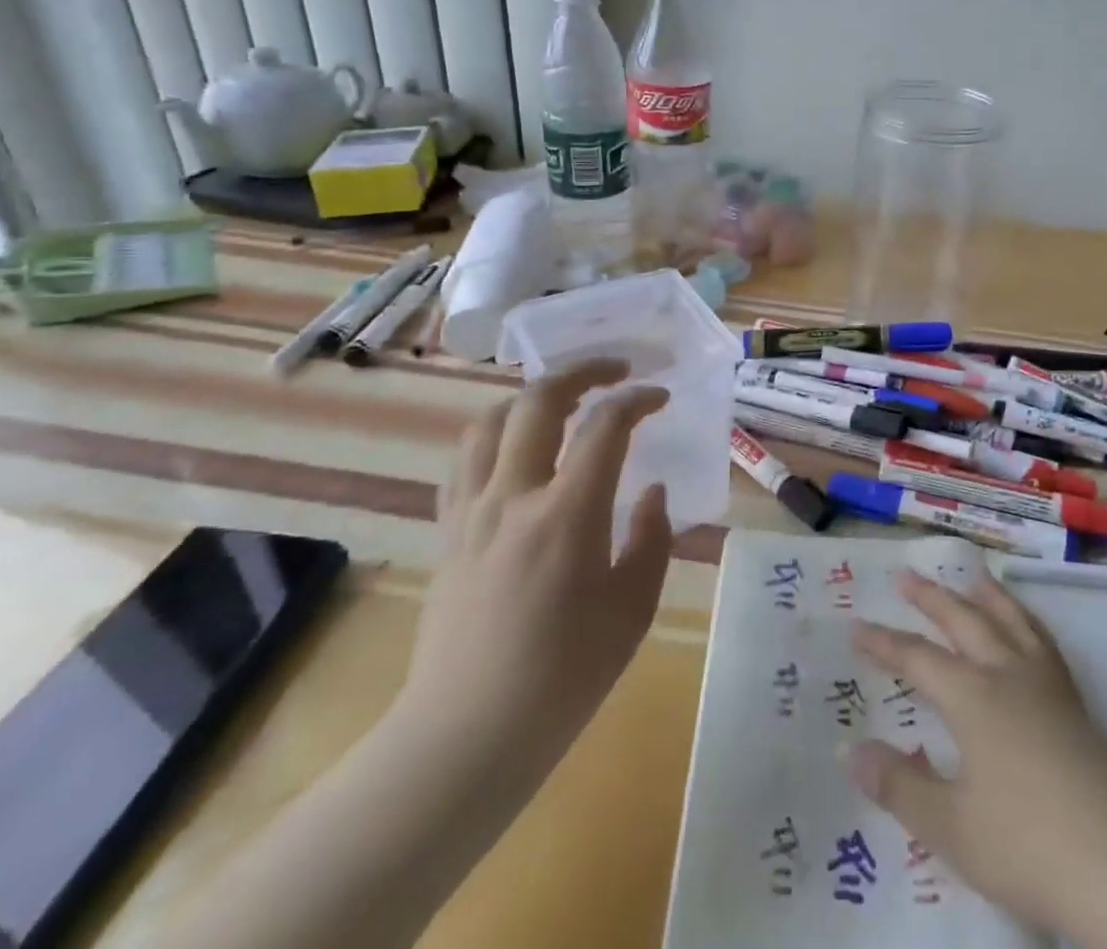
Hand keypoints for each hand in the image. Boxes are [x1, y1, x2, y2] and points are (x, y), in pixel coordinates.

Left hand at [389, 358, 671, 791]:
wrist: (466, 736)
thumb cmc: (564, 677)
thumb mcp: (632, 609)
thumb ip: (650, 539)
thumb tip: (651, 492)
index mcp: (567, 514)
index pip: (604, 426)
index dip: (637, 399)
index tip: (659, 396)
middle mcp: (513, 497)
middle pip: (538, 401)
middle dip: (581, 372)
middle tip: (614, 371)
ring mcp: (471, 512)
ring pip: (489, 422)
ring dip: (530, 397)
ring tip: (561, 401)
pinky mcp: (447, 533)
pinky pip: (464, 462)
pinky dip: (494, 436)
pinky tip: (514, 451)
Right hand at [848, 572, 1106, 946]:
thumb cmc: (1028, 843)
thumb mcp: (950, 827)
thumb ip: (898, 785)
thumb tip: (849, 748)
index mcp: (972, 696)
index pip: (917, 658)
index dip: (884, 643)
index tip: (856, 626)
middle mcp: (1007, 673)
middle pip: (963, 620)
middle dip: (930, 597)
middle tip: (904, 573)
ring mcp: (1047, 683)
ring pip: (1009, 620)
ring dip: (985, 594)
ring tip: (972, 573)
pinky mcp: (1076, 701)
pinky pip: (1041, 639)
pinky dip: (1025, 619)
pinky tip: (1025, 625)